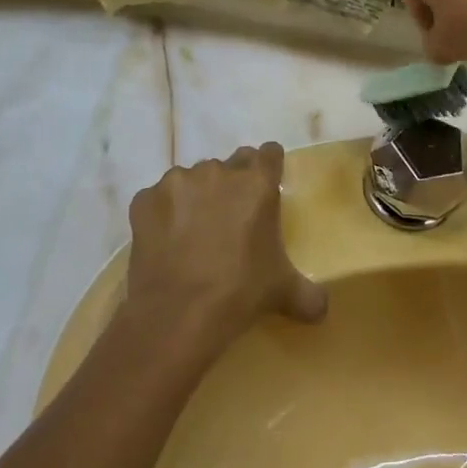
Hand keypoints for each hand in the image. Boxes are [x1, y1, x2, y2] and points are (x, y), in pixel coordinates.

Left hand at [124, 142, 326, 351]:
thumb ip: (308, 294)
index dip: (269, 167)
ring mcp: (176, 182)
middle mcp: (217, 171)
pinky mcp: (144, 199)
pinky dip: (163, 215)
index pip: (269, 153)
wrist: (177, 314)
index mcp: (256, 183)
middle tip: (230, 219)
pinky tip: (165, 243)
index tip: (266, 186)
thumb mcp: (283, 292)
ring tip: (193, 234)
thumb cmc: (240, 293)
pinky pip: (158, 200)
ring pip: (191, 180)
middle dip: (232, 185)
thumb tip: (322, 309)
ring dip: (195, 197)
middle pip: (230, 164)